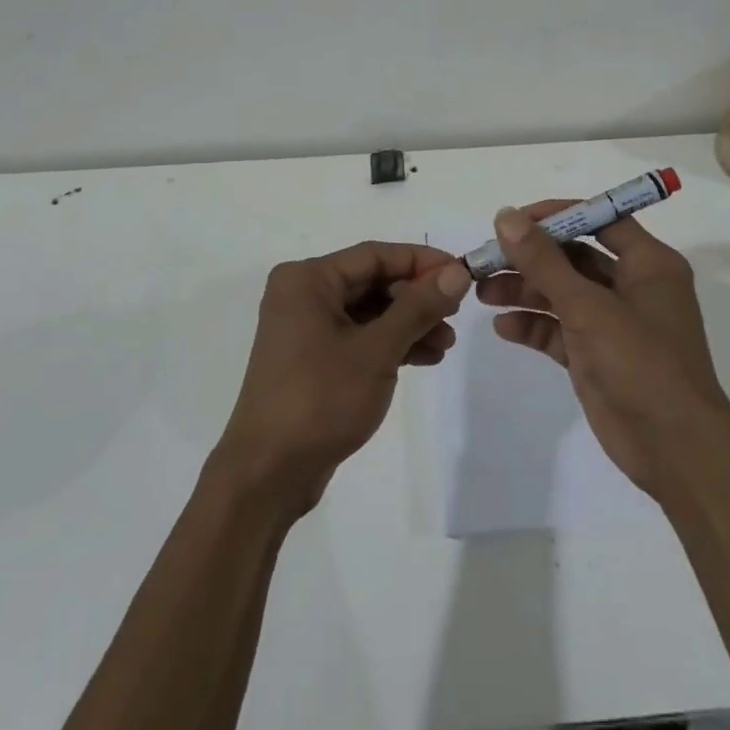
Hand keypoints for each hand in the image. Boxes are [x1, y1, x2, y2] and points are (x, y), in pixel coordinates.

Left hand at [214, 241, 471, 516]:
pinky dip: (391, 345)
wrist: (267, 474)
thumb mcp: (376, 350)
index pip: (375, 255)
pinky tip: (426, 358)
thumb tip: (457, 273)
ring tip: (446, 344)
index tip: (462, 273)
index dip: (421, 261)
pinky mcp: (314, 360)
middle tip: (457, 313)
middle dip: (417, 298)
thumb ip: (418, 308)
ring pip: (370, 312)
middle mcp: (303, 295)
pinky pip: (360, 338)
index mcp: (308, 280)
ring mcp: (307, 329)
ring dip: (409, 324)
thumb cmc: (320, 399)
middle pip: (373, 282)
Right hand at [478, 203, 729, 498]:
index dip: (556, 216)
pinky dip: (533, 326)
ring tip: (482, 292)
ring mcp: (613, 323)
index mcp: (647, 264)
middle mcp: (631, 286)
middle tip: (486, 260)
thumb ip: (544, 261)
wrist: (675, 450)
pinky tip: (503, 327)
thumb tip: (506, 216)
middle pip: (573, 257)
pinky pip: (559, 330)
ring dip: (524, 290)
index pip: (599, 219)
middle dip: (529, 258)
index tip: (513, 221)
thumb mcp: (589, 306)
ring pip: (561, 293)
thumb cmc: (642, 363)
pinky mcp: (596, 355)